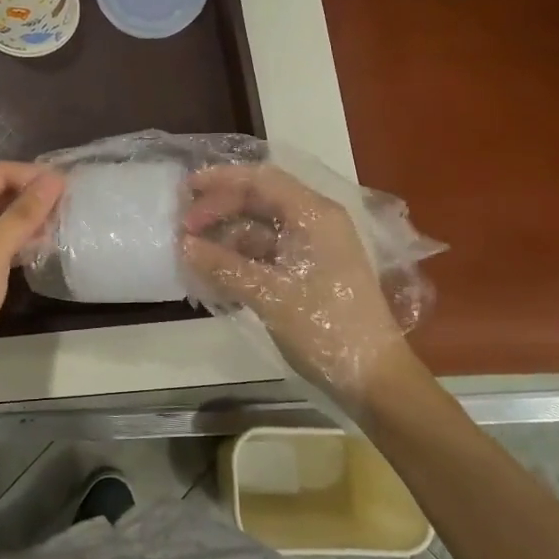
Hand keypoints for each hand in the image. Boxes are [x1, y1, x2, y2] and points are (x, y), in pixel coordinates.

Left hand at [0, 162, 65, 397]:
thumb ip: (23, 215)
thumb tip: (55, 179)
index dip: (30, 175)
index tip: (68, 184)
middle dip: (31, 197)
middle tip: (70, 204)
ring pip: (0, 221)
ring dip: (29, 220)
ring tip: (63, 224)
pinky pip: (0, 245)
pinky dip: (21, 242)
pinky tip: (44, 247)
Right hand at [180, 164, 421, 409]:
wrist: (374, 379)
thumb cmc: (327, 329)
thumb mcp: (270, 296)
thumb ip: (224, 266)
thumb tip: (183, 245)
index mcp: (314, 216)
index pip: (261, 180)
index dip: (221, 179)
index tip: (186, 190)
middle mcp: (315, 223)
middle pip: (258, 200)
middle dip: (219, 210)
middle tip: (183, 229)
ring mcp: (313, 248)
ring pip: (259, 228)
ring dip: (225, 237)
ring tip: (192, 254)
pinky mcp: (308, 272)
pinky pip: (266, 253)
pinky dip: (239, 259)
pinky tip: (213, 274)